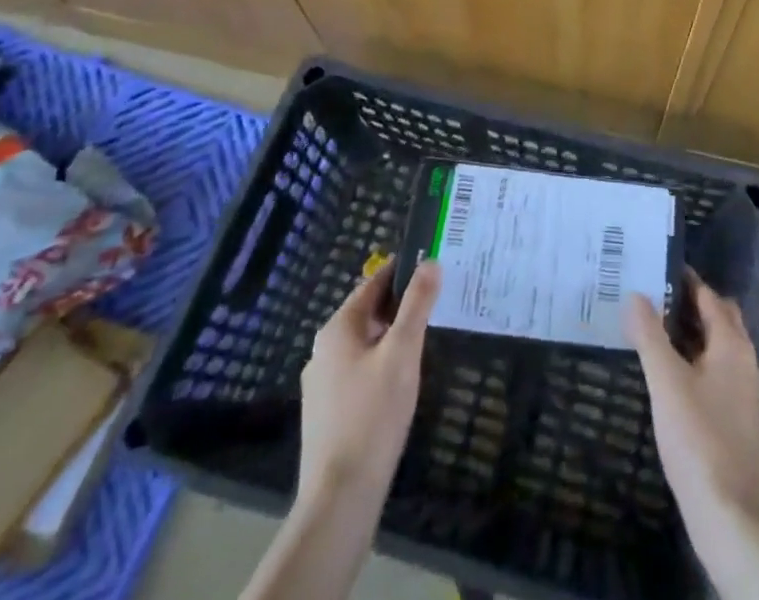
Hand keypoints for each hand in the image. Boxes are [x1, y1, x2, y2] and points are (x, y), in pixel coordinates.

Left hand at [295, 260, 440, 503]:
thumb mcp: (403, 352)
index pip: (374, 283)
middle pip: (368, 312)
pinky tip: (400, 382)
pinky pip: (357, 372)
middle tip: (436, 303)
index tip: (432, 266)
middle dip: (400, 305)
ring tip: (424, 340)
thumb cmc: (373, 415)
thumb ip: (417, 304)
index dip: (403, 271)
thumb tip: (431, 261)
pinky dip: (380, 365)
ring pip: (363, 344)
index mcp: (338, 328)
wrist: (339, 497)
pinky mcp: (326, 412)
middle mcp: (323, 349)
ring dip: (391, 337)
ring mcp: (321, 383)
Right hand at [625, 279, 758, 599]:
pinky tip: (671, 371)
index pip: (709, 296)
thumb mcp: (665, 381)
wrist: (727, 513)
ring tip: (656, 328)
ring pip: (719, 345)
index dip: (685, 280)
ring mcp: (744, 390)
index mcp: (732, 344)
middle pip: (720, 317)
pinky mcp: (737, 416)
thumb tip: (636, 294)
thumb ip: (649, 335)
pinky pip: (717, 369)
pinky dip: (697, 357)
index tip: (656, 268)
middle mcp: (744, 360)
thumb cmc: (697, 437)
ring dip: (693, 331)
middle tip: (654, 295)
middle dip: (691, 303)